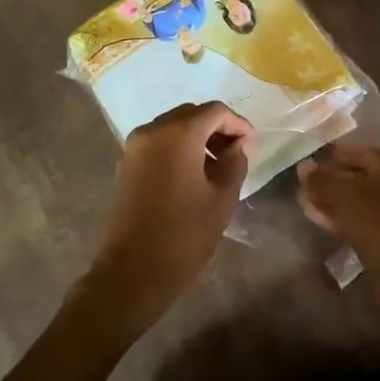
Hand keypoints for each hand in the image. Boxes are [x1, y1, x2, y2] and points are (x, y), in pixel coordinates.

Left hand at [74, 102, 255, 341]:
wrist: (134, 269)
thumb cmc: (184, 233)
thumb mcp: (222, 198)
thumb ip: (235, 163)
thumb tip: (239, 145)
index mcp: (178, 133)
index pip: (214, 111)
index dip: (238, 124)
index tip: (253, 144)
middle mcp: (152, 130)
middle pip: (191, 115)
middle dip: (217, 128)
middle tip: (238, 153)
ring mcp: (135, 146)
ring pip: (173, 127)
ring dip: (198, 138)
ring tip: (218, 166)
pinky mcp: (127, 163)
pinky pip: (159, 143)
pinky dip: (179, 148)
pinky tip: (194, 174)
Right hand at [298, 143, 379, 324]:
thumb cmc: (376, 222)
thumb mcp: (343, 195)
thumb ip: (321, 179)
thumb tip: (304, 167)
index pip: (353, 150)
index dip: (329, 154)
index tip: (306, 161)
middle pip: (353, 175)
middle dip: (328, 180)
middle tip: (301, 184)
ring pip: (353, 199)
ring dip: (330, 200)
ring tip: (304, 202)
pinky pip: (357, 219)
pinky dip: (338, 217)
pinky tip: (318, 219)